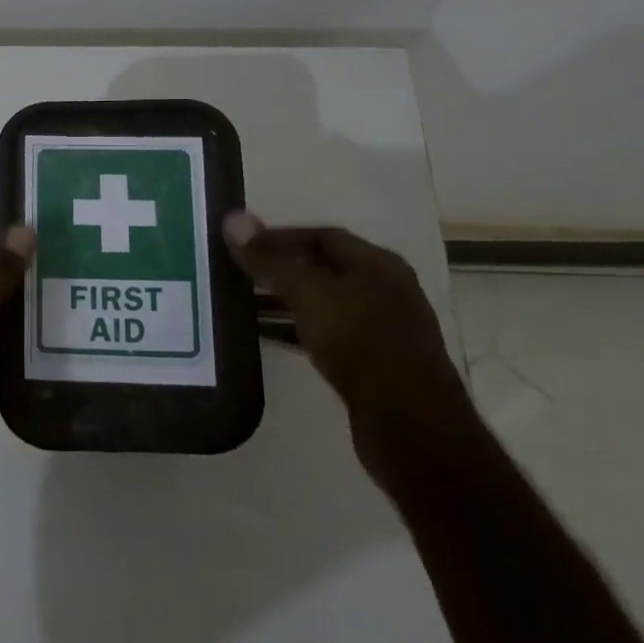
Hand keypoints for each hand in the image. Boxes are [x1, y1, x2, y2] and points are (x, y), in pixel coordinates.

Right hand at [224, 213, 474, 479]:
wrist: (410, 425)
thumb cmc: (360, 344)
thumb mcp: (309, 295)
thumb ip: (271, 259)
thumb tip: (233, 218)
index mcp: (378, 264)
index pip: (323, 235)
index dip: (280, 236)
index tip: (242, 245)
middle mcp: (386, 289)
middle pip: (325, 267)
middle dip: (282, 268)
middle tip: (238, 273)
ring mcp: (384, 328)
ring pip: (326, 303)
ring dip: (287, 301)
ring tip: (245, 304)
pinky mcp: (375, 363)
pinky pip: (329, 334)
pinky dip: (299, 330)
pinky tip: (272, 339)